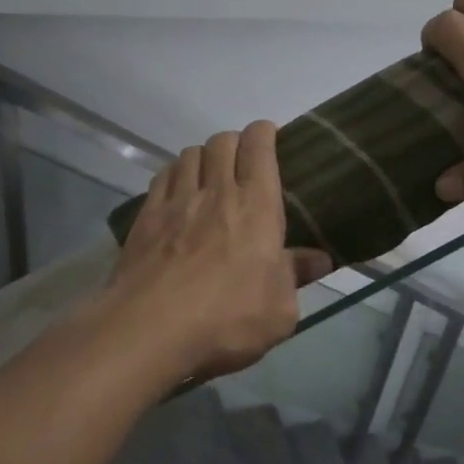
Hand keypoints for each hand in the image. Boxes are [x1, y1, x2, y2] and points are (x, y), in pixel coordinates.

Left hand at [108, 122, 333, 380]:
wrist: (150, 330)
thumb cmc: (227, 319)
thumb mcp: (279, 309)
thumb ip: (296, 276)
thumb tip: (319, 260)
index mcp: (256, 206)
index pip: (258, 146)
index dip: (264, 133)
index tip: (269, 137)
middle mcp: (216, 192)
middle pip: (222, 141)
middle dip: (235, 142)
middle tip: (242, 162)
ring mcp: (175, 202)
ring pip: (189, 154)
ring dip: (203, 157)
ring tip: (208, 175)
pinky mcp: (144, 218)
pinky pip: (161, 177)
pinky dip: (174, 174)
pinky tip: (177, 192)